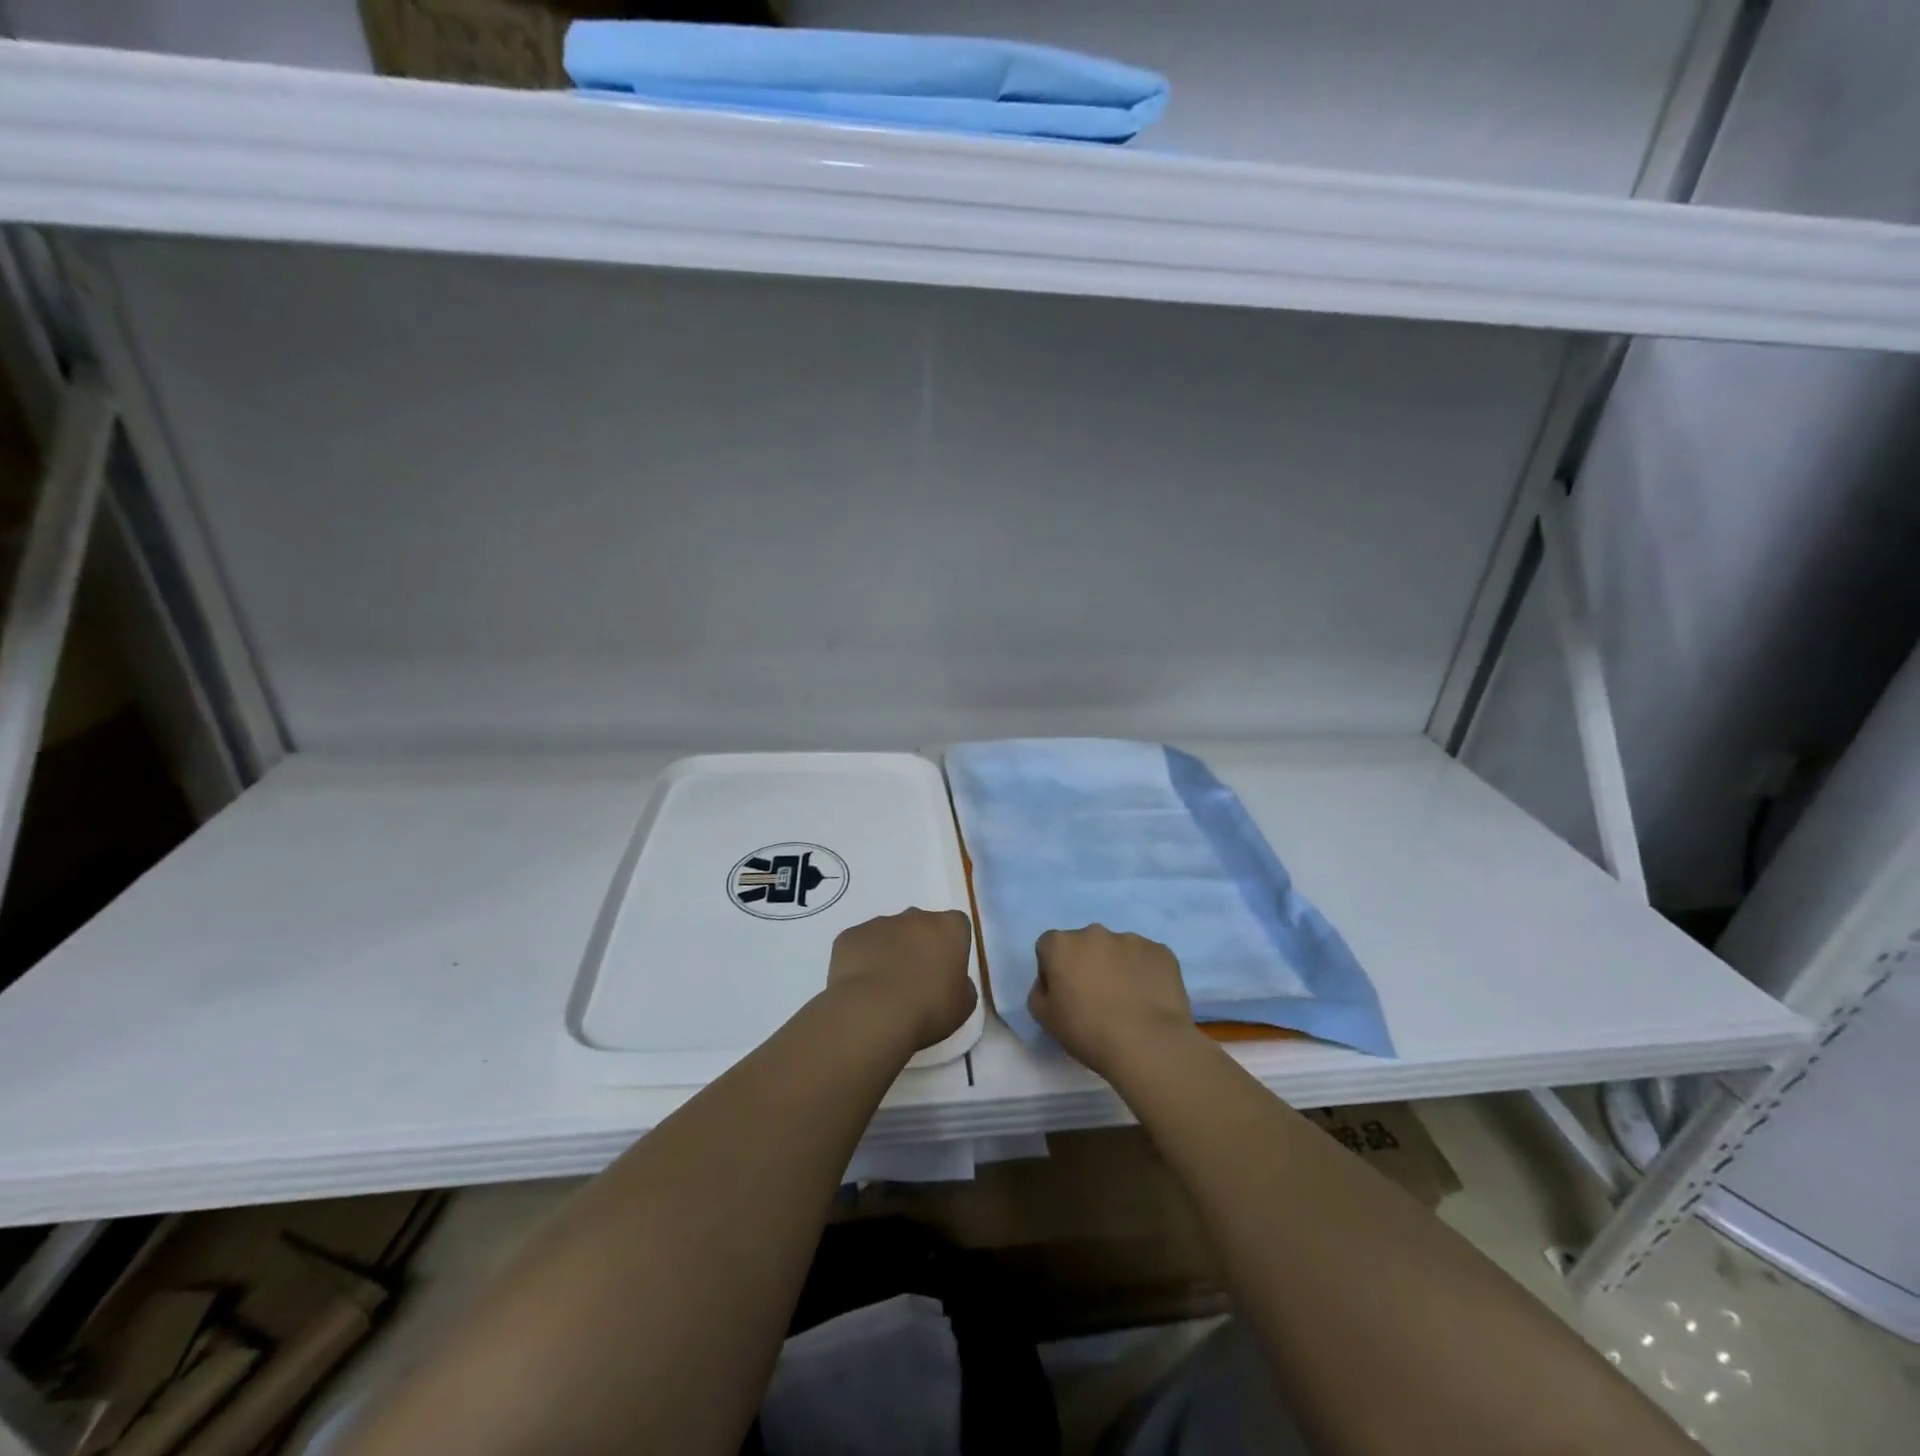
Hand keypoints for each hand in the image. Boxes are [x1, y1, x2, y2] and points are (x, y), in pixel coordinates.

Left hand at [827, 909, 977, 1052]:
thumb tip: (953, 981)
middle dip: (919, 946)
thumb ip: (962, 984)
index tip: (947, 971)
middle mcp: (915, 916)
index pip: (957, 927)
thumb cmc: (928, 1009)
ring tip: (884, 989)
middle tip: (915, 980)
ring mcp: (879, 923)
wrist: (873, 1013)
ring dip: (889, 952)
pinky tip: (862, 988)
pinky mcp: (850, 935)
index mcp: (948, 927)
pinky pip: (860, 945)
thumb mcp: (964, 1005)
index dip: (952, 948)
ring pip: (888, 934)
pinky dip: (862, 960)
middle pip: (921, 925)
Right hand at [1030, 925, 1196, 1078]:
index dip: (1054, 969)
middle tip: (1097, 998)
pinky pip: (1146, 959)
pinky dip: (1145, 973)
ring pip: (1118, 950)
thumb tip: (1052, 982)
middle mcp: (1094, 932)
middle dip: (1087, 963)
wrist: (1148, 1044)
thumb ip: (1040, 991)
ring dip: (1117, 967)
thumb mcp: (1045, 1019)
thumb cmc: (1088, 1032)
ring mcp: (1131, 939)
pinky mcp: (1161, 950)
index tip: (1064, 994)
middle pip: (1085, 944)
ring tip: (1128, 1001)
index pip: (1049, 947)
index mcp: (1061, 944)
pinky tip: (1149, 1000)